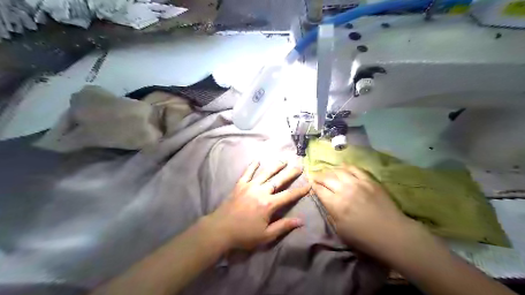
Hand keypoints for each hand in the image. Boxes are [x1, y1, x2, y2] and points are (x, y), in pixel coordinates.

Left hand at [207, 160, 308, 249]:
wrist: (220, 229)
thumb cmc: (244, 235)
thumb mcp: (266, 235)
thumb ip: (283, 226)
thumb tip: (301, 221)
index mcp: (269, 204)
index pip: (288, 195)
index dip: (300, 190)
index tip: (309, 184)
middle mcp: (261, 191)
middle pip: (279, 180)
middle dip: (290, 173)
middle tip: (299, 166)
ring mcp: (250, 186)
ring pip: (265, 173)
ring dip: (275, 166)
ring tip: (283, 160)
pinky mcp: (240, 185)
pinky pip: (247, 173)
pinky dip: (252, 166)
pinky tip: (257, 159)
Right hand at [308, 166, 423, 259]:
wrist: (391, 234)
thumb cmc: (363, 237)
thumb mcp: (340, 230)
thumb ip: (330, 213)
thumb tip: (325, 201)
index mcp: (336, 204)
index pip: (319, 189)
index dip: (313, 186)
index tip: (311, 184)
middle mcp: (344, 190)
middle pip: (327, 177)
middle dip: (318, 176)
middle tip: (316, 177)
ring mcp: (358, 183)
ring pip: (339, 171)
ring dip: (330, 171)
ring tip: (328, 172)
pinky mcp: (369, 180)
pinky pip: (355, 169)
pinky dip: (346, 167)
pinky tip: (342, 167)